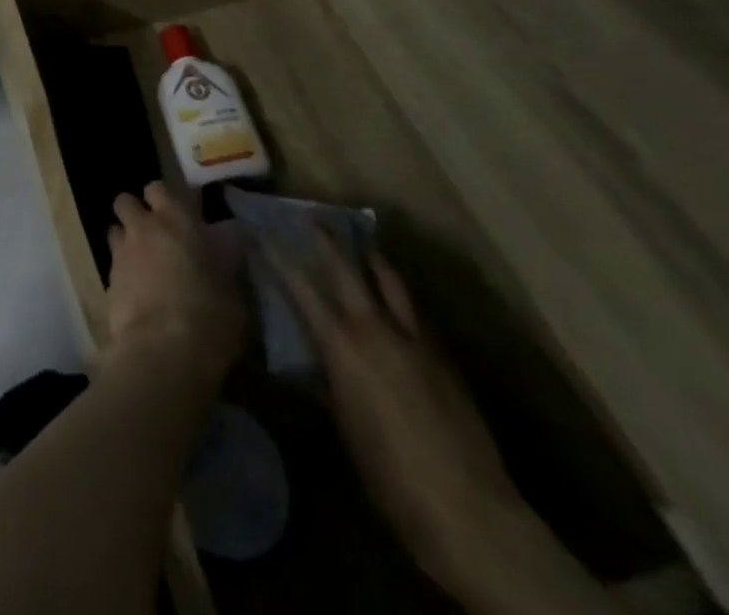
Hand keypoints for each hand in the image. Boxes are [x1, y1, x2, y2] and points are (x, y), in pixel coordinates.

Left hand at [105, 182, 248, 385]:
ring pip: (115, 228)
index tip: (178, 216)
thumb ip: (223, 260)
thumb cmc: (209, 317)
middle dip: (137, 211)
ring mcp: (122, 251)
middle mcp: (144, 227)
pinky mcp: (107, 278)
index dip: (165, 200)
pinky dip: (122, 268)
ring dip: (125, 237)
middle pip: (126, 200)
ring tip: (141, 259)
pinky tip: (135, 288)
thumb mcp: (232, 289)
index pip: (160, 188)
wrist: (163, 351)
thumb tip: (224, 246)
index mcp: (177, 220)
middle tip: (154, 233)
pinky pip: (112, 261)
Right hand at [273, 234, 523, 586]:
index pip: (300, 287)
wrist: (468, 510)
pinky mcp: (443, 357)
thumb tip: (302, 363)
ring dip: (371, 257)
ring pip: (390, 280)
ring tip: (361, 242)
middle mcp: (375, 329)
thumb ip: (323, 382)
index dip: (278, 258)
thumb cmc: (387, 473)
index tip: (261, 234)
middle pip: (347, 268)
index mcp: (341, 345)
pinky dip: (398, 296)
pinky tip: (393, 302)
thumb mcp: (342, 425)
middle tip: (310, 218)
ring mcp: (415, 340)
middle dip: (326, 240)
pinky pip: (414, 312)